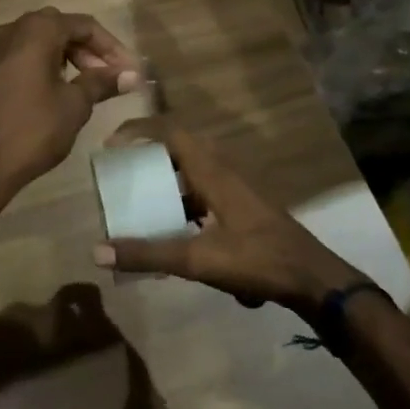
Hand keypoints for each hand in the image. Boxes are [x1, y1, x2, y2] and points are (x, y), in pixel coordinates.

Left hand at [0, 8, 141, 192]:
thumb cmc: (32, 129)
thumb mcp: (75, 105)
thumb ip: (101, 83)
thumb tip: (131, 75)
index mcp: (35, 30)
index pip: (84, 25)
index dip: (111, 47)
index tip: (128, 71)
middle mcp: (9, 31)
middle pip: (57, 29)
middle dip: (86, 50)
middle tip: (107, 77)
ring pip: (34, 44)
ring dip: (62, 59)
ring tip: (83, 86)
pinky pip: (17, 61)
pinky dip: (39, 69)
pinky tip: (50, 95)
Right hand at [91, 120, 365, 316]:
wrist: (312, 278)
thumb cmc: (257, 259)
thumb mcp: (198, 260)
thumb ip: (148, 254)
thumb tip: (97, 251)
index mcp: (213, 171)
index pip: (171, 132)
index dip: (139, 130)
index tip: (111, 144)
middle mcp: (225, 170)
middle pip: (180, 148)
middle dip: (148, 155)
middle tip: (122, 172)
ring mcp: (238, 188)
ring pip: (194, 171)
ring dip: (167, 179)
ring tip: (141, 201)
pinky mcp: (244, 206)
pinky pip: (205, 190)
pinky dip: (184, 201)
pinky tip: (175, 230)